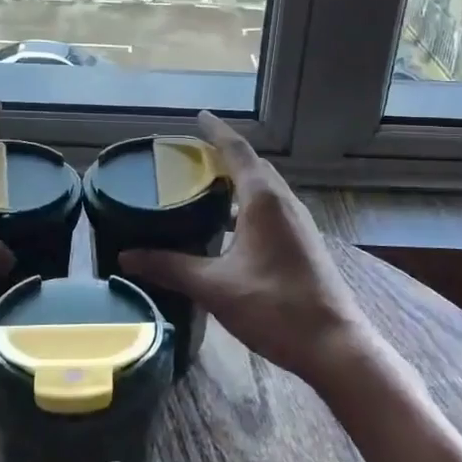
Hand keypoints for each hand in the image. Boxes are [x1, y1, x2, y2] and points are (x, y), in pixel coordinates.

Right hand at [118, 112, 379, 386]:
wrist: (334, 345)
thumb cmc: (275, 308)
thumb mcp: (215, 287)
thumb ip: (170, 267)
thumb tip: (127, 256)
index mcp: (264, 200)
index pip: (237, 150)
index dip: (215, 131)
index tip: (198, 116)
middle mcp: (284, 202)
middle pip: (252, 166)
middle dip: (223, 155)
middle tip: (190, 157)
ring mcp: (298, 223)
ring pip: (264, 189)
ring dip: (237, 182)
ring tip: (203, 188)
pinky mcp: (303, 243)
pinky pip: (271, 209)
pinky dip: (247, 205)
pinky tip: (227, 230)